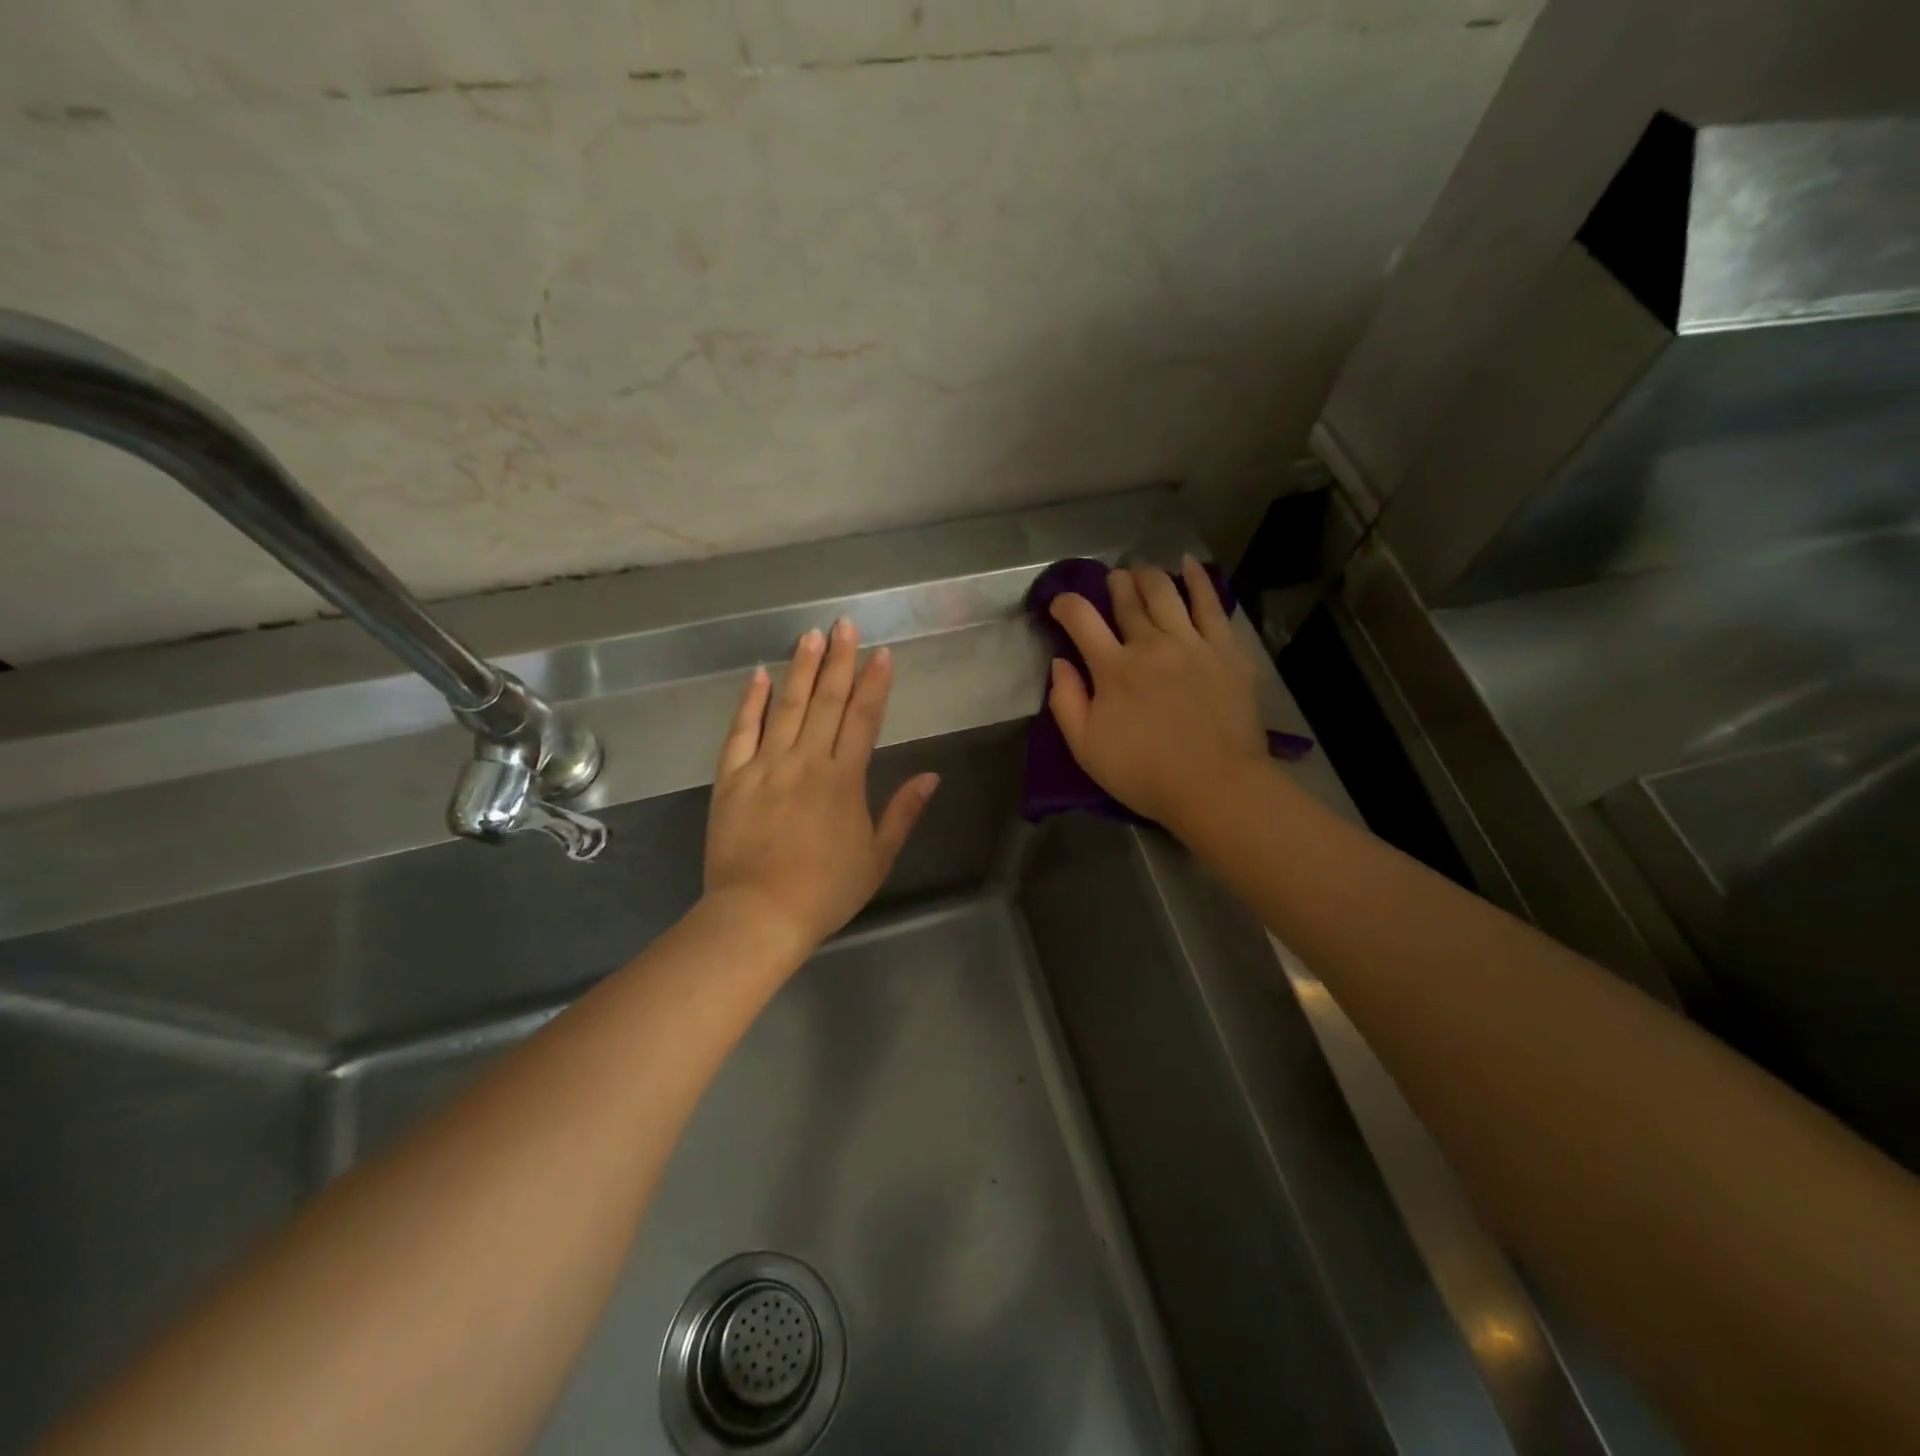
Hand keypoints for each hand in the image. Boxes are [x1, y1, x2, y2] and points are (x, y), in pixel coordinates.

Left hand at [703, 619, 939, 957]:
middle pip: (825, 702)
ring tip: (810, 635)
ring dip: (800, 669)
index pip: (863, 719)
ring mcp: (765, 766)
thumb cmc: (826, 891)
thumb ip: (903, 812)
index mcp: (844, 780)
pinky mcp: (731, 779)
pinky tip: (759, 675)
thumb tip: (931, 776)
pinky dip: (750, 702)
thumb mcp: (877, 857)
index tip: (882, 653)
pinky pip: (740, 732)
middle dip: (838, 661)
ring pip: (786, 707)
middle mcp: (806, 762)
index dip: (875, 684)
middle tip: (844, 624)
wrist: (759, 915)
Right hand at [1048, 558, 1268, 828]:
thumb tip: (1059, 663)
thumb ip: (1065, 702)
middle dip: (1113, 584)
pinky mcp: (1225, 650)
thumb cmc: (1144, 774)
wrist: (1216, 786)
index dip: (1065, 604)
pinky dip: (1198, 580)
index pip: (1081, 619)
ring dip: (1148, 577)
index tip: (1059, 605)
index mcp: (1113, 669)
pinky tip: (1190, 565)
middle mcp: (1150, 644)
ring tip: (1141, 571)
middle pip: (1127, 599)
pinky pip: (1211, 604)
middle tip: (1110, 581)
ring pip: (1165, 593)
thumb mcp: (1086, 749)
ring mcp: (1192, 643)